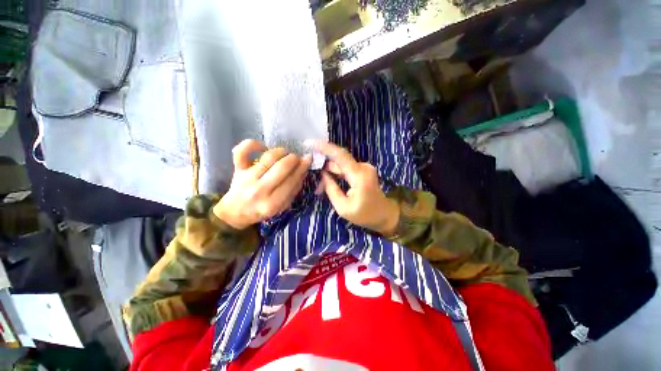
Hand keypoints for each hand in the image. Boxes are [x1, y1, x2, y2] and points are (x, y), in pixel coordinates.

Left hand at [214, 139, 311, 228]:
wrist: (236, 212)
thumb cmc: (263, 209)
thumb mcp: (283, 206)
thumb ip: (294, 189)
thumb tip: (304, 169)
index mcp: (272, 203)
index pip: (292, 180)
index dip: (302, 167)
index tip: (308, 159)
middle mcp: (259, 190)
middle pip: (282, 167)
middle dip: (293, 158)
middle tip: (296, 158)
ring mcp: (247, 178)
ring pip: (268, 157)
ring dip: (281, 151)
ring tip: (285, 153)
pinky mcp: (237, 169)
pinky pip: (242, 151)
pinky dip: (253, 144)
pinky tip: (263, 147)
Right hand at [308, 141, 399, 235]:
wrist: (384, 214)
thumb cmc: (364, 214)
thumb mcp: (343, 207)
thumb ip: (331, 189)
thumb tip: (323, 174)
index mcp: (359, 176)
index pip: (340, 155)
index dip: (324, 147)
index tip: (309, 143)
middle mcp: (363, 167)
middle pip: (339, 160)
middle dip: (324, 167)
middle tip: (314, 181)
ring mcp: (364, 167)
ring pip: (341, 165)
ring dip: (330, 172)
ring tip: (321, 188)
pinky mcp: (363, 170)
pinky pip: (346, 168)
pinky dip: (337, 174)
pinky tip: (330, 182)